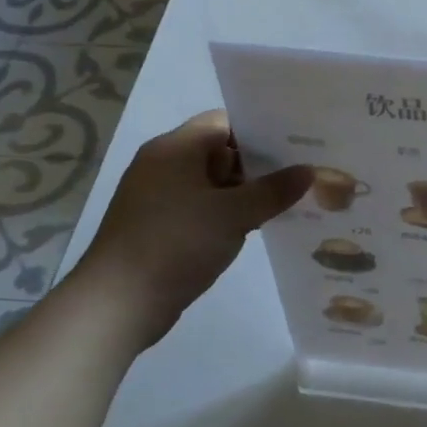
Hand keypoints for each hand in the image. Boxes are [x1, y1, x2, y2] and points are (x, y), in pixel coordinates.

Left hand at [73, 110, 313, 349]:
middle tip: (301, 173)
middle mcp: (162, 165)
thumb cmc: (176, 244)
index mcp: (175, 148)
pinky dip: (226, 213)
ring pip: (211, 183)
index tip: (296, 144)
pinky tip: (256, 227)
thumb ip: (274, 190)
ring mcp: (157, 197)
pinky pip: (201, 208)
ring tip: (288, 201)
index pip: (224, 122)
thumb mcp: (234, 214)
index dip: (260, 131)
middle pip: (219, 151)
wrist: (117, 304)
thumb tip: (309, 171)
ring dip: (244, 192)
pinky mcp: (158, 226)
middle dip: (259, 164)